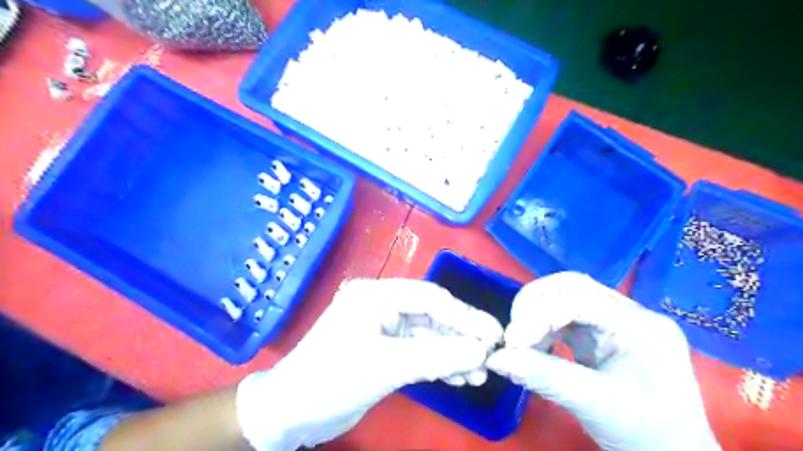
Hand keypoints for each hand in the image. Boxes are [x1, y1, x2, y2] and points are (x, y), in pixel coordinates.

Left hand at [236, 279, 503, 450]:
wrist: (290, 413)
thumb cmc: (331, 380)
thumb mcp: (386, 366)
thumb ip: (436, 356)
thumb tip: (482, 352)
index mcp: (376, 295)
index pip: (429, 297)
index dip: (463, 315)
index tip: (493, 334)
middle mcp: (381, 305)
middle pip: (432, 315)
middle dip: (461, 336)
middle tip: (491, 356)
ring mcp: (383, 328)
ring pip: (428, 335)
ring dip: (453, 353)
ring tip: (478, 374)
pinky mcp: (385, 350)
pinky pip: (419, 351)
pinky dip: (439, 363)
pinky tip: (459, 377)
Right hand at [485, 271, 724, 450]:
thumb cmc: (645, 434)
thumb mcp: (593, 404)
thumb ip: (542, 376)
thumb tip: (495, 359)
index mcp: (641, 326)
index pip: (581, 300)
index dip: (540, 315)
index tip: (511, 341)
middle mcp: (631, 314)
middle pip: (573, 287)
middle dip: (536, 305)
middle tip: (513, 332)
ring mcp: (618, 322)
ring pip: (567, 297)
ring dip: (538, 315)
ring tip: (520, 341)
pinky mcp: (605, 333)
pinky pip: (568, 317)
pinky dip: (545, 327)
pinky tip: (533, 345)